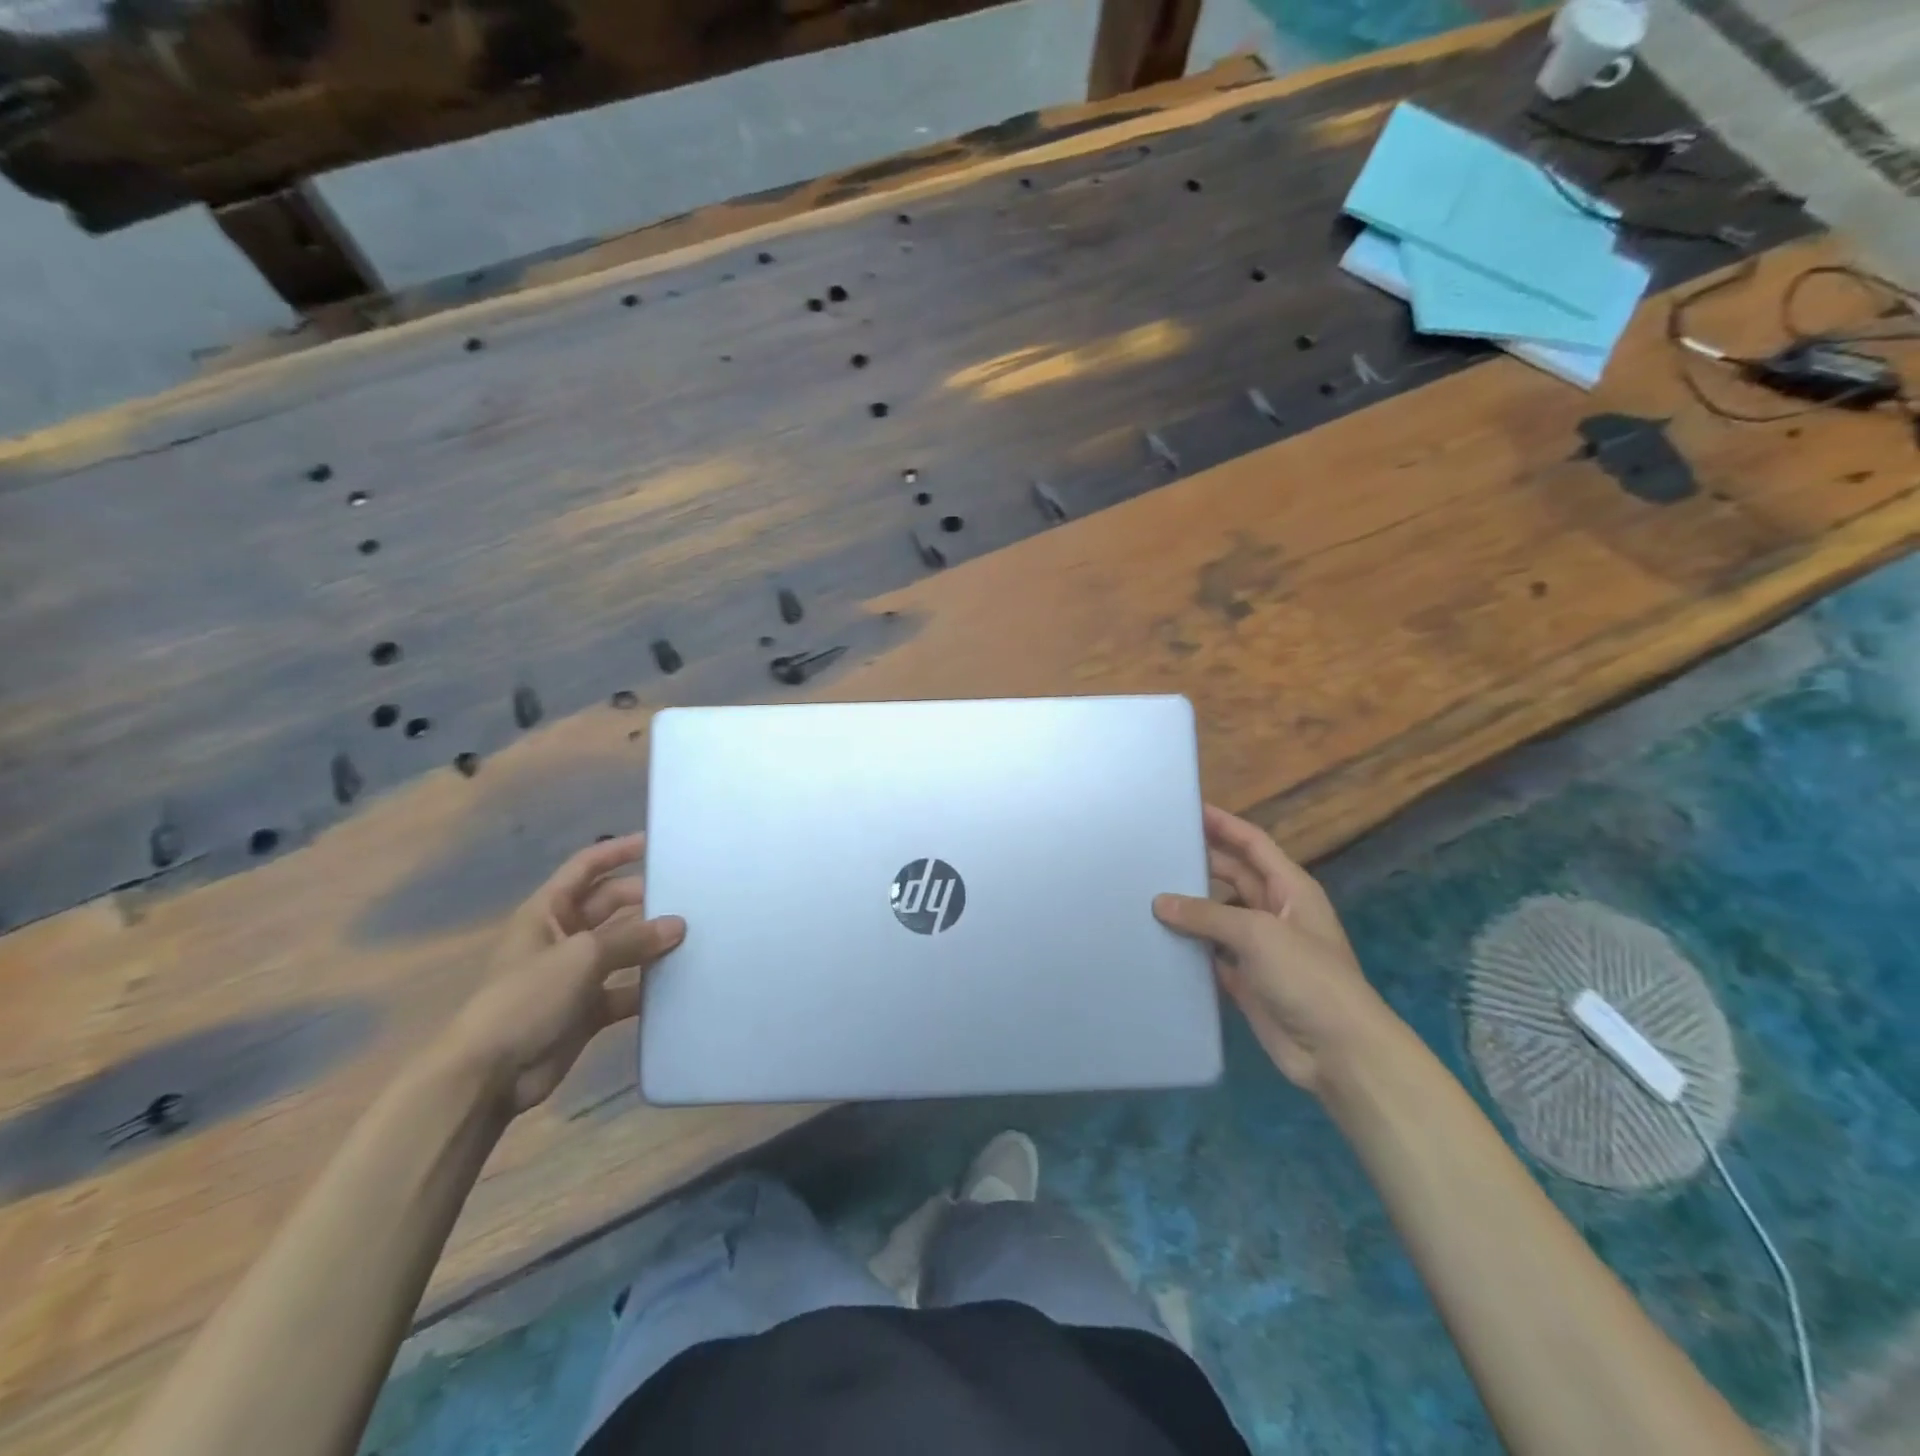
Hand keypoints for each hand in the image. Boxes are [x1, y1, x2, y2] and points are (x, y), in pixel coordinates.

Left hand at [439, 835, 685, 1115]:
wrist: (489, 1075)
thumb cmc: (526, 999)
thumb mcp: (581, 957)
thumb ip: (633, 938)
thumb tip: (678, 924)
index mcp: (548, 912)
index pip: (586, 867)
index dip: (619, 851)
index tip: (658, 844)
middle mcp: (563, 937)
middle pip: (612, 906)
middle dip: (647, 900)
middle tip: (692, 897)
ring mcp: (576, 975)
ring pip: (624, 949)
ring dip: (653, 945)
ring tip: (697, 936)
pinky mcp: (587, 1009)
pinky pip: (626, 989)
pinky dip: (649, 988)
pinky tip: (681, 984)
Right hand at [1154, 806, 1396, 1095]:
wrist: (1338, 1051)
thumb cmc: (1307, 978)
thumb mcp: (1258, 934)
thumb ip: (1207, 914)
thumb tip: (1160, 902)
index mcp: (1289, 888)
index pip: (1252, 843)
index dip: (1223, 824)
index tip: (1187, 808)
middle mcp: (1273, 911)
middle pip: (1230, 876)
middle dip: (1198, 863)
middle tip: (1154, 852)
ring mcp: (1259, 948)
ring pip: (1216, 916)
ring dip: (1188, 907)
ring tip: (1144, 892)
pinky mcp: (1244, 979)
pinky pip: (1209, 954)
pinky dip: (1187, 946)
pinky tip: (1156, 938)